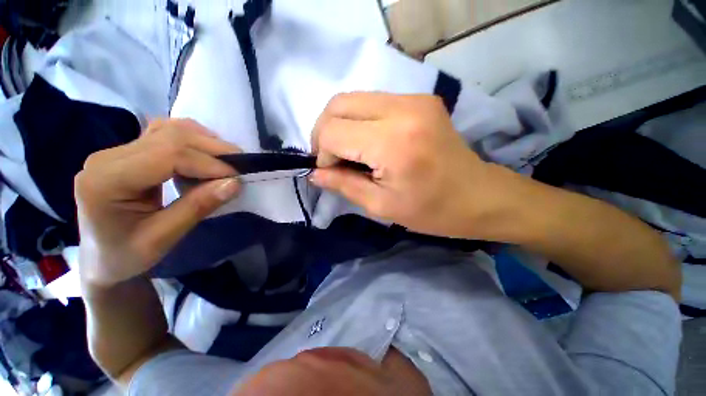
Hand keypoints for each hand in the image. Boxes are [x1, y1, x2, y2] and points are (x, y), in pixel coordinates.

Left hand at [75, 119, 241, 286]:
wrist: (101, 257)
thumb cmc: (126, 256)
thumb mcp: (163, 239)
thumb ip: (197, 207)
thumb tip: (234, 183)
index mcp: (106, 181)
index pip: (167, 155)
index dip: (209, 163)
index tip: (237, 177)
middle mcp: (107, 156)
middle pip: (171, 136)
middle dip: (213, 149)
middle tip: (240, 167)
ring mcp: (117, 150)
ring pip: (170, 129)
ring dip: (205, 142)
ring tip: (226, 161)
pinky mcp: (129, 151)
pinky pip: (166, 133)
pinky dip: (193, 140)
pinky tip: (206, 154)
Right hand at [311, 93, 512, 238]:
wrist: (478, 196)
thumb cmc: (430, 210)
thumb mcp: (380, 206)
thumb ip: (342, 185)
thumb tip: (314, 173)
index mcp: (392, 142)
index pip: (332, 131)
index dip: (323, 153)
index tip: (332, 171)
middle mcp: (402, 109)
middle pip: (338, 104)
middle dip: (325, 132)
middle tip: (332, 158)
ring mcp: (414, 98)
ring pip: (353, 98)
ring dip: (341, 124)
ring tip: (348, 151)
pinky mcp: (420, 98)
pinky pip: (372, 101)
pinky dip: (359, 119)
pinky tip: (367, 141)